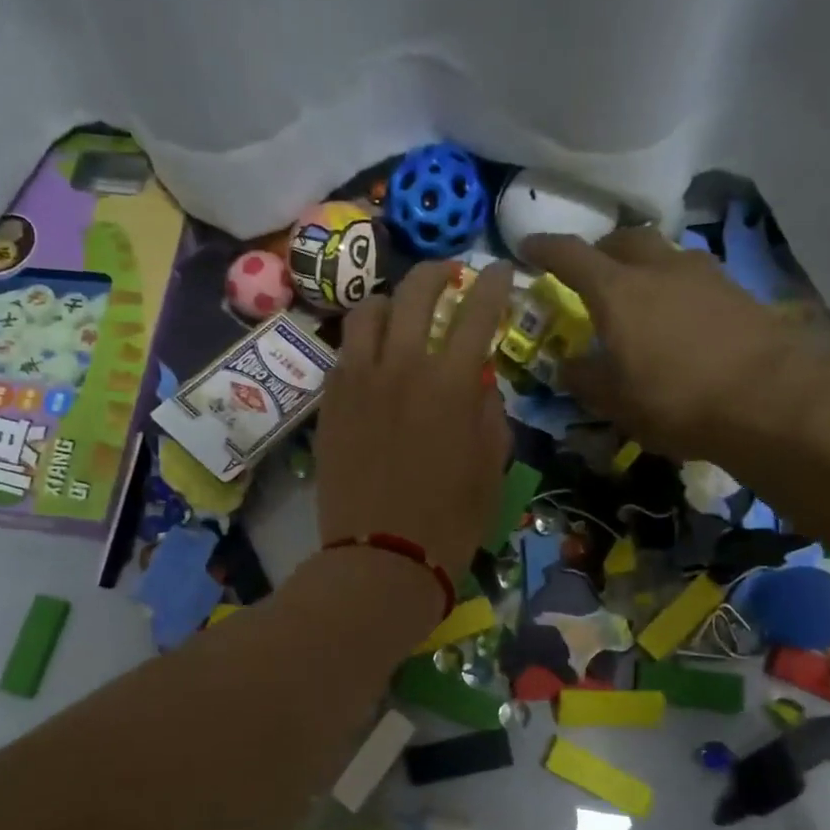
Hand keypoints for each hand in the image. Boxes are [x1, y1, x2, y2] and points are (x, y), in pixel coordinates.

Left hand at [316, 258, 514, 579]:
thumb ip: (488, 410)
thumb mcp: (491, 465)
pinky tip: (374, 359)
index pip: (476, 309)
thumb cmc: (450, 520)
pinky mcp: (330, 401)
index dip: (491, 282)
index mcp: (451, 383)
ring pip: (368, 310)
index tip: (498, 271)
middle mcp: (401, 366)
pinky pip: (345, 351)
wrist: (380, 558)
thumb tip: (478, 379)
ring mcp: (358, 380)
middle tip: (450, 275)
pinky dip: (364, 343)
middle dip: (438, 272)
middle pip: (416, 291)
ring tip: (403, 315)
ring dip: (392, 302)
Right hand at [523, 228, 818, 460]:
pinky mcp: (737, 290)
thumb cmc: (677, 400)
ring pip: (662, 253)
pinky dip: (674, 285)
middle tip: (589, 274)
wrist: (773, 399)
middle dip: (600, 250)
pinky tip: (678, 316)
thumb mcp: (616, 402)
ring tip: (638, 296)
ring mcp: (703, 274)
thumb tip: (568, 365)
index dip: (545, 248)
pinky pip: (692, 275)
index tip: (528, 247)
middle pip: (623, 239)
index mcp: (616, 291)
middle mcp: (658, 268)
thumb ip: (585, 379)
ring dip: (642, 265)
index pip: (571, 255)